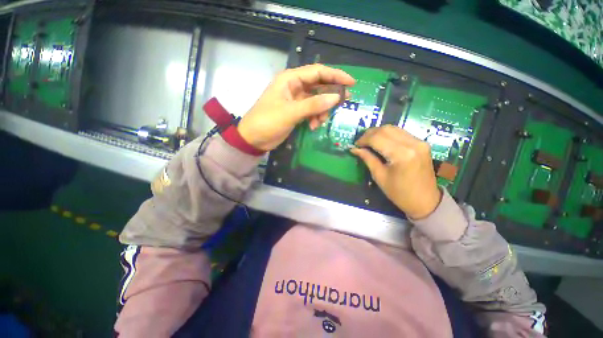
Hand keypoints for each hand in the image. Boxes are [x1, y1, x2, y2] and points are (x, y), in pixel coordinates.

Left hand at [238, 64, 355, 150]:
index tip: (351, 83)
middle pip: (318, 86)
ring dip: (322, 111)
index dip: (335, 76)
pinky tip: (313, 127)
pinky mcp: (295, 112)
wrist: (254, 139)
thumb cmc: (268, 122)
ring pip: (316, 101)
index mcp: (290, 79)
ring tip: (320, 122)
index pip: (317, 72)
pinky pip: (311, 111)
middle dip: (331, 95)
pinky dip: (315, 118)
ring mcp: (295, 100)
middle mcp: (294, 86)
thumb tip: (336, 97)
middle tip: (344, 103)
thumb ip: (313, 105)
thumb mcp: (291, 112)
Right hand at [351, 126, 441, 219]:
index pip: (377, 138)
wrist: (425, 201)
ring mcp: (419, 142)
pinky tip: (381, 142)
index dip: (363, 139)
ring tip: (369, 142)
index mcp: (401, 155)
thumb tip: (354, 149)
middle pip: (386, 129)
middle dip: (369, 134)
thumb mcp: (379, 176)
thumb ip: (367, 158)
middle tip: (361, 142)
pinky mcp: (422, 143)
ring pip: (393, 128)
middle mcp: (412, 144)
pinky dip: (388, 135)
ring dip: (378, 132)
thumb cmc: (399, 193)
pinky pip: (401, 133)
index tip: (355, 145)